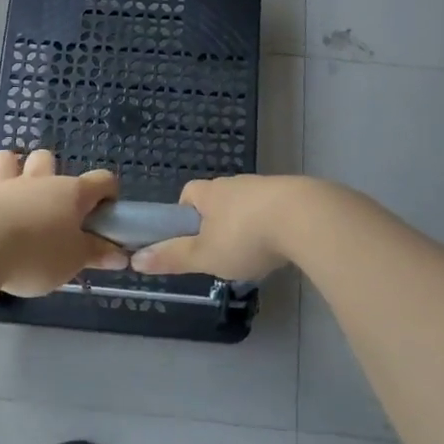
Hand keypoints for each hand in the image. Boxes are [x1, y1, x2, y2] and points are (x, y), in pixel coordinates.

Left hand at [0, 150, 128, 295]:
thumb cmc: (37, 255)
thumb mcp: (74, 261)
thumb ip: (96, 255)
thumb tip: (120, 254)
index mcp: (68, 194)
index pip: (100, 182)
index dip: (107, 192)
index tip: (108, 210)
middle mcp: (34, 182)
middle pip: (45, 160)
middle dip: (50, 171)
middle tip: (52, 201)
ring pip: (4, 161)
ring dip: (8, 166)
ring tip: (9, 177)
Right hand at [130, 175, 305, 281]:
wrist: (308, 218)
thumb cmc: (246, 237)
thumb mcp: (204, 255)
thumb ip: (172, 258)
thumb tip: (135, 260)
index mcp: (210, 193)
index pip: (188, 195)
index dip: (184, 215)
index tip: (189, 239)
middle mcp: (236, 183)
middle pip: (219, 200)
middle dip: (218, 222)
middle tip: (222, 252)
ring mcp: (269, 186)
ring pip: (250, 205)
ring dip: (249, 224)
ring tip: (256, 253)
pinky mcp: (298, 195)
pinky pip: (278, 209)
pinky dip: (276, 225)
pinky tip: (283, 247)